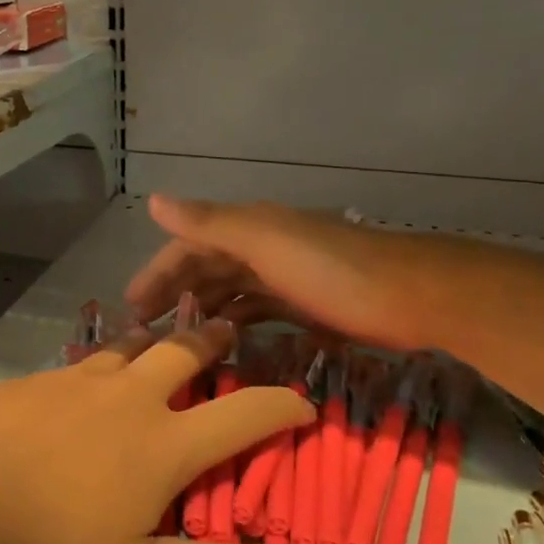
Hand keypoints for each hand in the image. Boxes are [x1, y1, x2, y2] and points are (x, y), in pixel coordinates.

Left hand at [0, 320, 312, 543]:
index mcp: (162, 443)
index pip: (243, 415)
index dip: (281, 406)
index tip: (302, 402)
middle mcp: (127, 397)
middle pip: (183, 352)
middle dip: (213, 340)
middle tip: (229, 328)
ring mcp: (77, 380)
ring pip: (130, 345)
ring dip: (155, 338)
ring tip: (164, 335)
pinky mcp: (35, 378)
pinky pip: (82, 360)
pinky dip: (102, 360)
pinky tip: (89, 372)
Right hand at [126, 195, 428, 350]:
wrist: (412, 297)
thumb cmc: (331, 270)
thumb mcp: (264, 242)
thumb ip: (209, 223)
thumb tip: (155, 200)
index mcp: (248, 227)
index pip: (187, 245)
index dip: (157, 271)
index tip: (130, 306)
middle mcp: (262, 246)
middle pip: (205, 268)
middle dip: (173, 293)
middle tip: (145, 332)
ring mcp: (285, 275)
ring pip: (230, 291)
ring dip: (201, 310)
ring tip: (176, 341)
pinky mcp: (306, 304)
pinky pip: (257, 310)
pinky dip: (236, 323)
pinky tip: (224, 343)